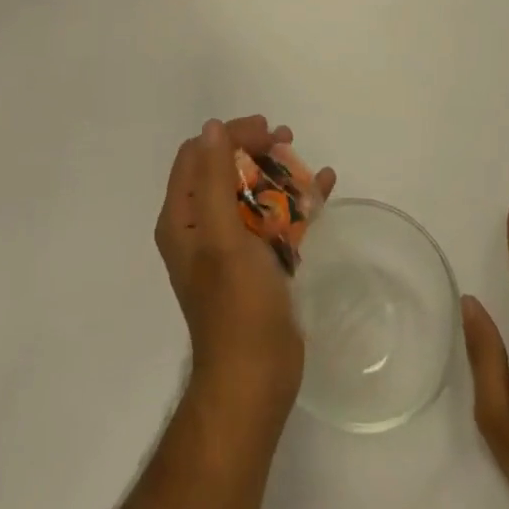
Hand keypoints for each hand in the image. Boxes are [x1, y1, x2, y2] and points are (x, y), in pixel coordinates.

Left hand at [154, 117, 336, 427]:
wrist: (257, 380)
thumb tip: (211, 127)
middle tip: (286, 139)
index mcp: (184, 218)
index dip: (229, 135)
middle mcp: (202, 226)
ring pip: (253, 191)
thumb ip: (215, 179)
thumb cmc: (236, 305)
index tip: (264, 132)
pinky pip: (276, 218)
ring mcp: (231, 245)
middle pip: (226, 168)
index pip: (198, 154)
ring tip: (306, 161)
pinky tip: (324, 186)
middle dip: (255, 149)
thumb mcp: (222, 235)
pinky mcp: (258, 262)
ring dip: (278, 171)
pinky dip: (297, 201)